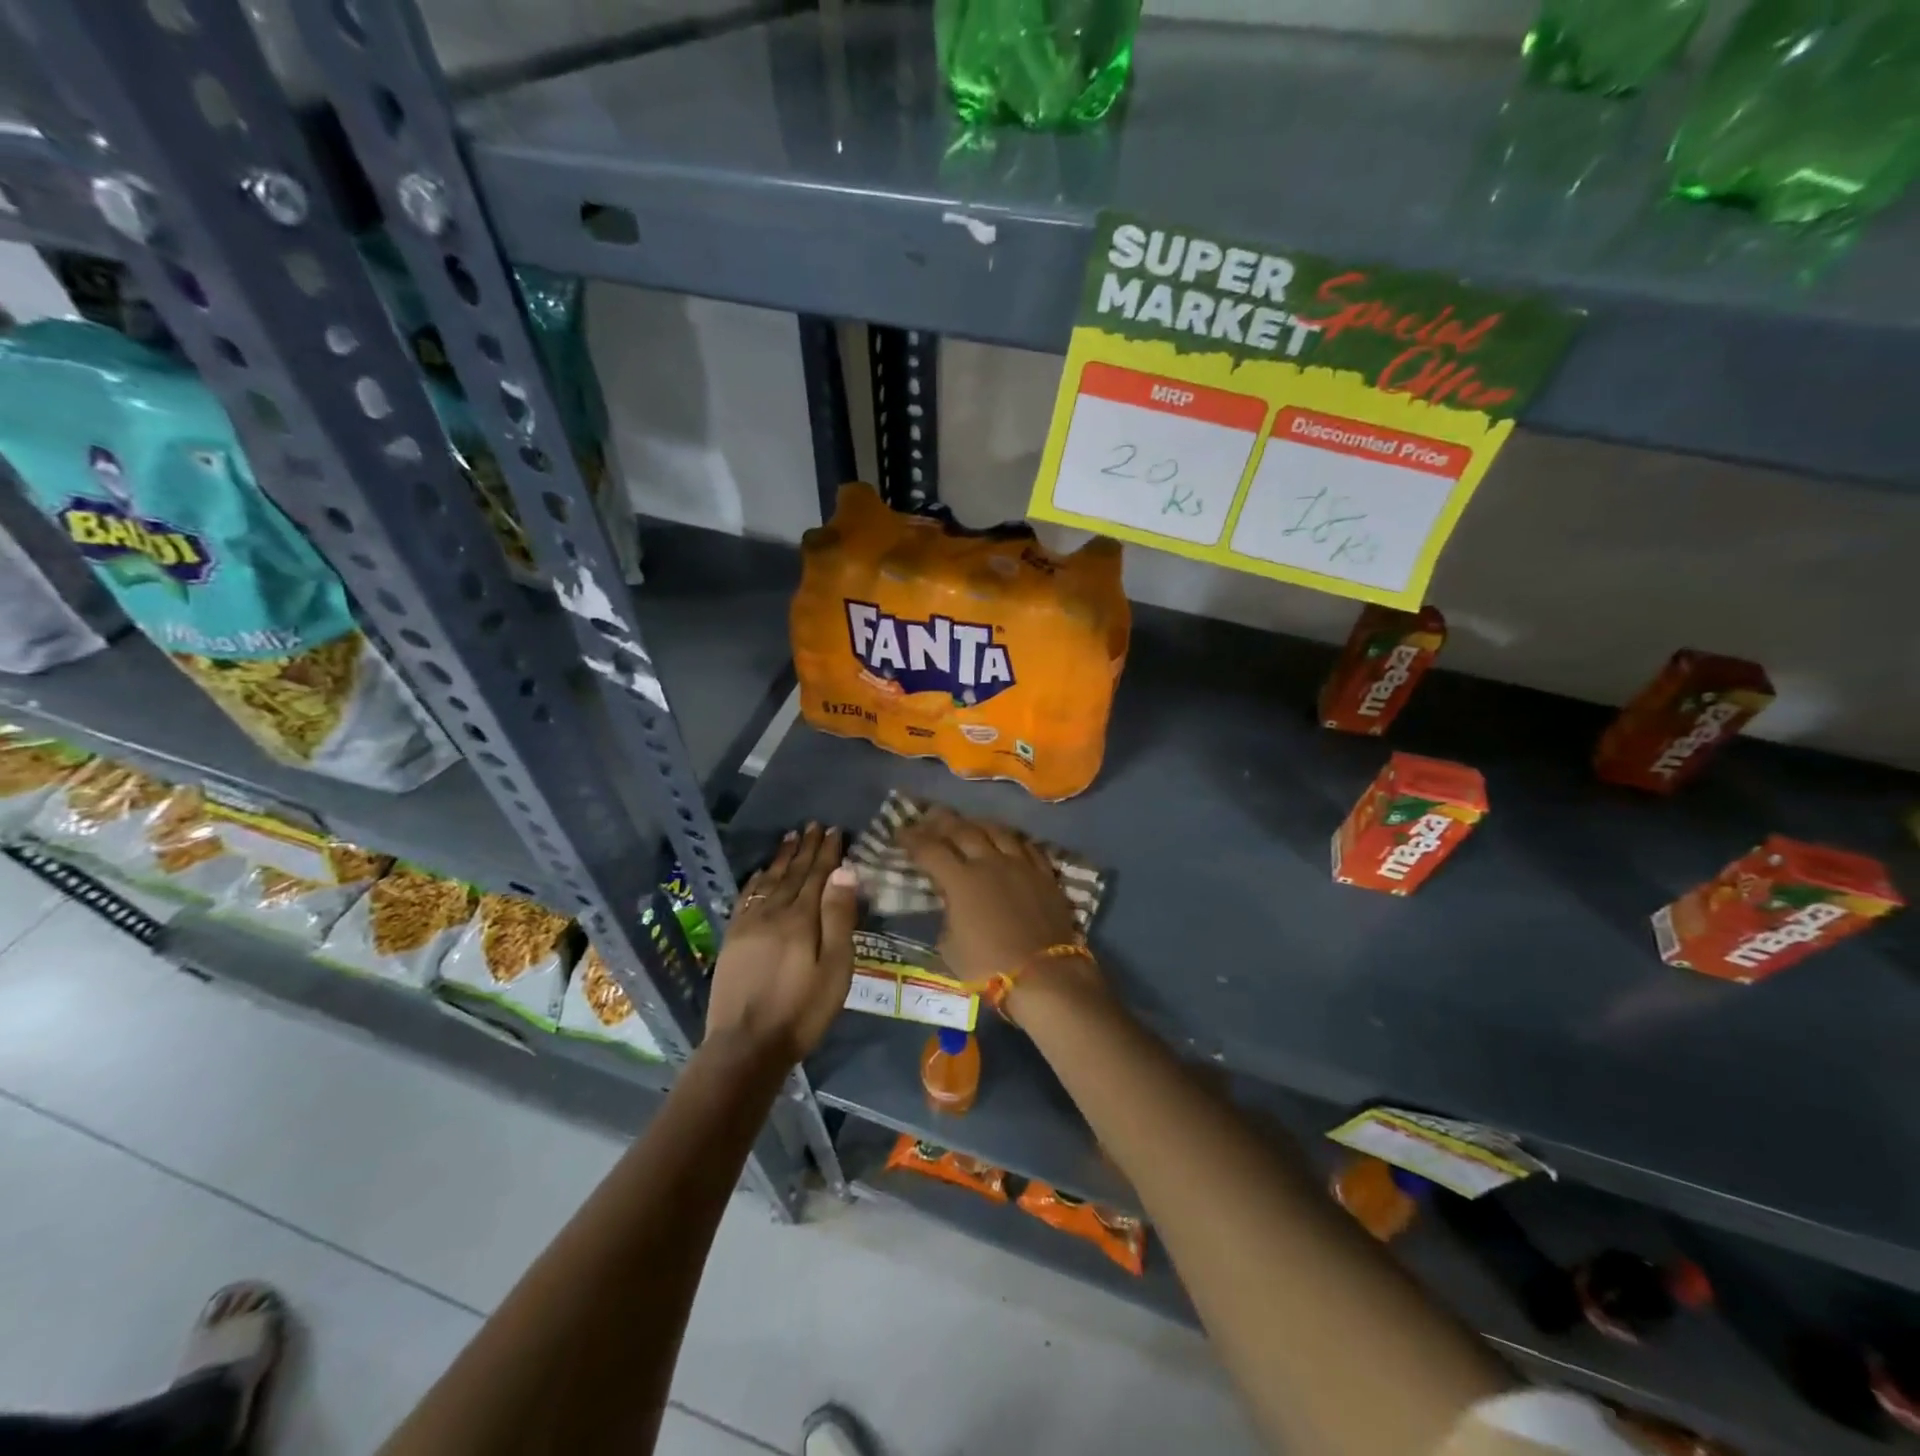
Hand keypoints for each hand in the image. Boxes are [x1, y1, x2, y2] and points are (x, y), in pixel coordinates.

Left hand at [705, 824, 857, 1064]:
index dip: (828, 852)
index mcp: (802, 918)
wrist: (746, 1045)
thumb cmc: (802, 1010)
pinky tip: (762, 872)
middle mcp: (774, 912)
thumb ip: (839, 917)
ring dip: (782, 858)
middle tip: (814, 825)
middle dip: (806, 848)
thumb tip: (845, 870)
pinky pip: (746, 897)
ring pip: (769, 881)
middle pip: (793, 873)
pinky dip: (757, 880)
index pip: (818, 875)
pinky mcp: (733, 938)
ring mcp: (749, 924)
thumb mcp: (835, 968)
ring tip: (791, 837)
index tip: (835, 830)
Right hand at [899, 808, 1100, 1014]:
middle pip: (962, 830)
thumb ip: (947, 916)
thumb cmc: (988, 966)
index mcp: (960, 880)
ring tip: (968, 823)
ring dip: (977, 824)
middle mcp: (989, 862)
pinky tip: (1008, 840)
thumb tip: (951, 903)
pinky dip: (1011, 840)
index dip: (912, 839)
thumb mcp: (950, 947)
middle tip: (929, 817)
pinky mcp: (1044, 874)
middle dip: (941, 821)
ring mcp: (1020, 865)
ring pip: (997, 830)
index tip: (901, 832)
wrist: (1044, 974)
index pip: (930, 849)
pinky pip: (1026, 846)